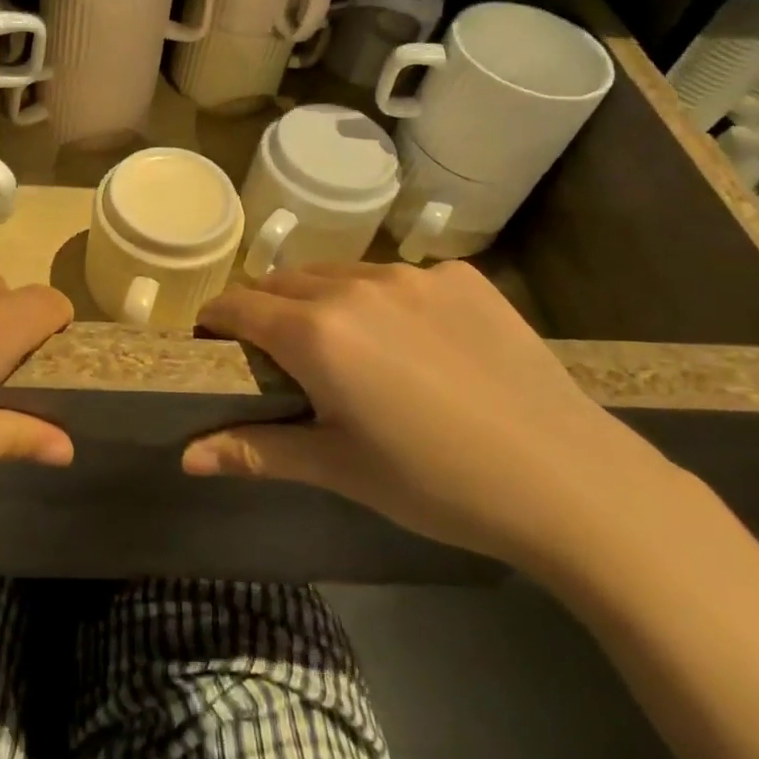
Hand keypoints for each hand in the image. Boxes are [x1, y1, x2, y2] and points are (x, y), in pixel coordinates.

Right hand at [183, 261, 685, 568]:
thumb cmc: (437, 484)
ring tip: (350, 348)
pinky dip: (385, 301)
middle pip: (284, 282)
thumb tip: (186, 458)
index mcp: (317, 333)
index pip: (239, 304)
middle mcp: (356, 286)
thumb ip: (256, 452)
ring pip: (340, 274)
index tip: (216, 344)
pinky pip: (399, 277)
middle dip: (268, 310)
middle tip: (284, 358)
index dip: (217, 321)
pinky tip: (418, 345)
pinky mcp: (463, 276)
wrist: (572, 482)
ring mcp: (414, 275)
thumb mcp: (339, 469)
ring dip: (324, 300)